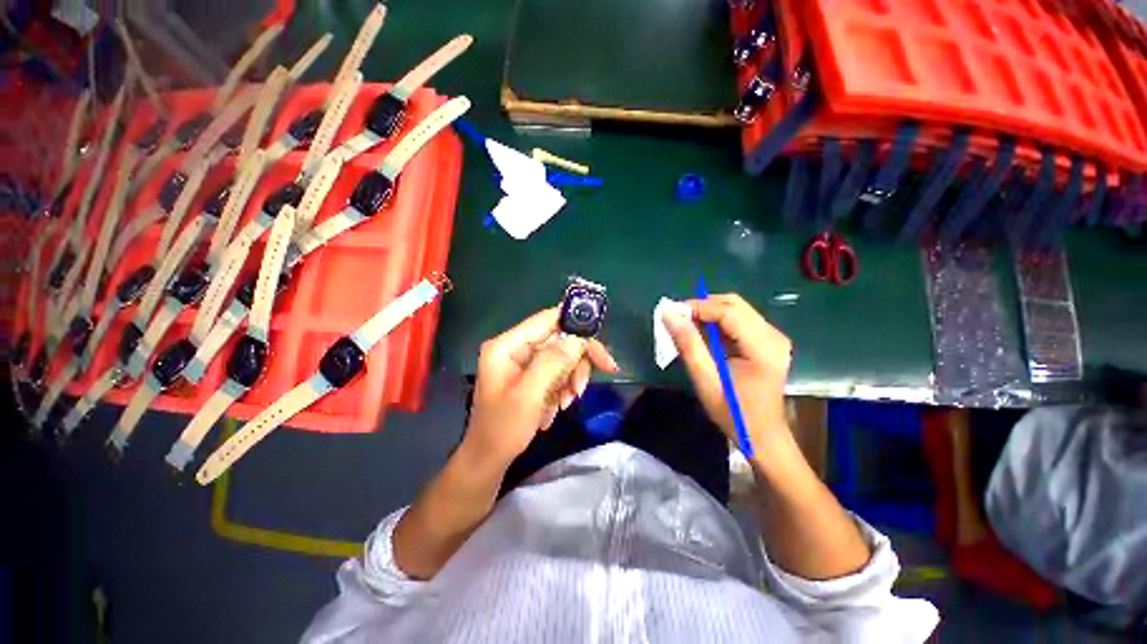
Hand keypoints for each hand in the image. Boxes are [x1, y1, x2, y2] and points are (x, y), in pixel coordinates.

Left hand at [463, 307, 619, 470]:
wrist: (489, 459)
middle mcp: (515, 348)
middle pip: (559, 339)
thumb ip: (553, 363)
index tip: (598, 343)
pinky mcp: (529, 375)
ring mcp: (522, 362)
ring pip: (562, 357)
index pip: (547, 319)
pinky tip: (556, 407)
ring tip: (567, 402)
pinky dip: (562, 387)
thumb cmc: (503, 429)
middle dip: (576, 362)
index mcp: (507, 345)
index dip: (575, 323)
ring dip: (570, 378)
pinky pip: (556, 372)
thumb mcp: (529, 395)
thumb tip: (578, 338)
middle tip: (589, 383)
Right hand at [663, 294, 792, 463]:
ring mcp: (773, 337)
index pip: (729, 312)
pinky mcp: (768, 341)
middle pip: (735, 304)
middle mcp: (773, 336)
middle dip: (703, 306)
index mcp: (763, 347)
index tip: (672, 312)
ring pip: (736, 309)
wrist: (763, 436)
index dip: (698, 307)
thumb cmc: (734, 413)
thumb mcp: (705, 380)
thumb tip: (669, 315)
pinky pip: (739, 320)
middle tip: (677, 319)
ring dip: (709, 313)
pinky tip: (703, 335)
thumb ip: (688, 345)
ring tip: (686, 326)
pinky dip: (717, 322)